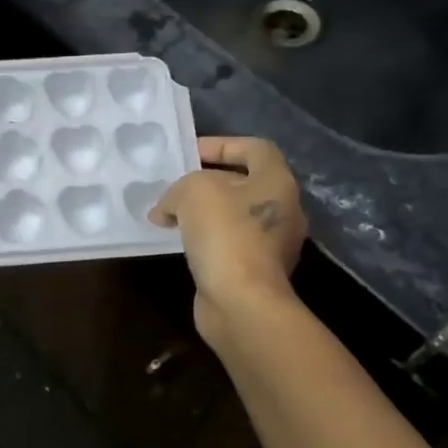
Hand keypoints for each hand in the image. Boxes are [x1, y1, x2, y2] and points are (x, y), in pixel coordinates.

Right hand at [152, 136, 307, 347]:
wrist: (242, 302)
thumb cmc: (225, 235)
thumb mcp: (194, 192)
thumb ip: (178, 189)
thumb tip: (166, 210)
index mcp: (277, 182)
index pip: (254, 148)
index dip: (221, 144)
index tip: (189, 153)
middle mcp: (282, 210)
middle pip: (243, 183)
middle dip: (206, 182)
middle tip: (173, 186)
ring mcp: (271, 244)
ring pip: (233, 217)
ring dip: (202, 214)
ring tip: (169, 216)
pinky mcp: (255, 272)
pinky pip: (227, 245)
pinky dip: (204, 240)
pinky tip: (178, 244)